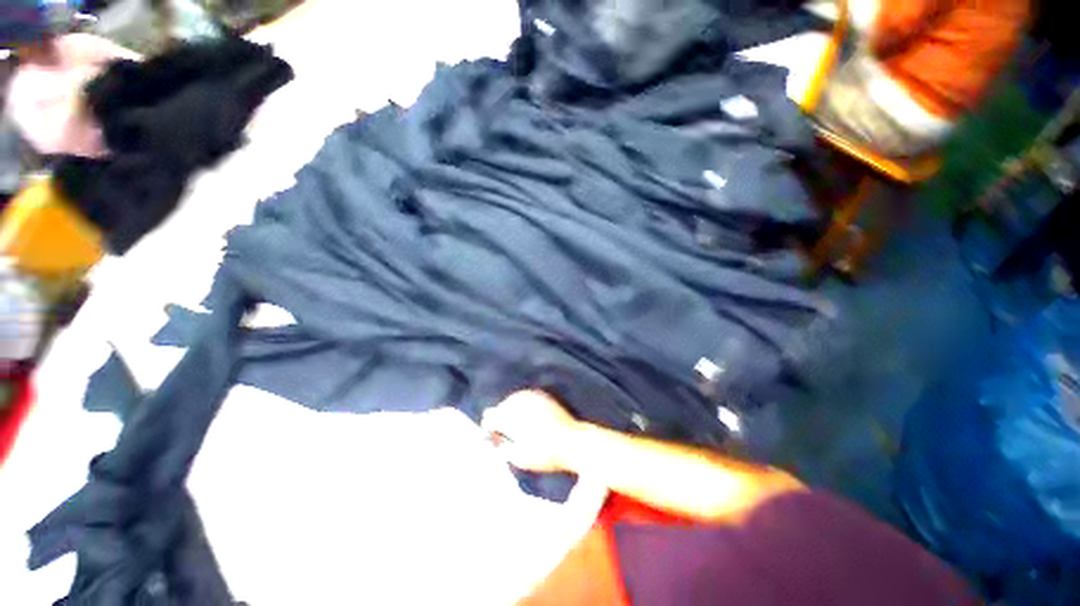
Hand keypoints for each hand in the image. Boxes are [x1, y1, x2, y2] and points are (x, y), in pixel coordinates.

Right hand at [481, 390, 581, 472]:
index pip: (490, 416)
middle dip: (499, 416)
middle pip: (501, 406)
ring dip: (510, 409)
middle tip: (501, 431)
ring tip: (515, 423)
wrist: (573, 441)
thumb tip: (493, 440)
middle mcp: (520, 402)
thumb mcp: (520, 457)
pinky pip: (525, 396)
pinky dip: (522, 403)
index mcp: (512, 417)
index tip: (490, 435)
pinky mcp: (542, 395)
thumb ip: (502, 447)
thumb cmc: (546, 454)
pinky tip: (526, 414)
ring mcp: (532, 396)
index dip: (488, 427)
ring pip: (513, 399)